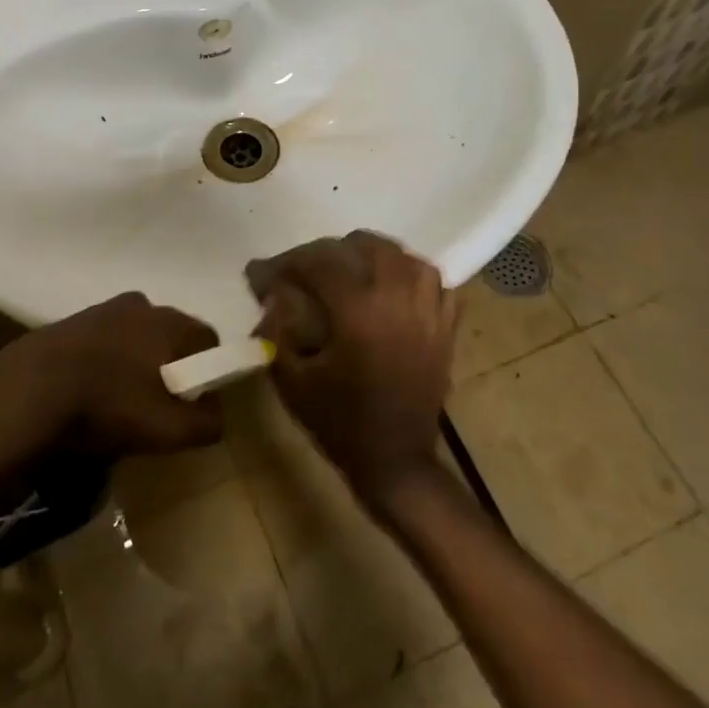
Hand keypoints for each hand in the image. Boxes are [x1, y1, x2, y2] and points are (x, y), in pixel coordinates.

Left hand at [0, 292, 223, 460]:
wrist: (23, 394)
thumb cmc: (108, 406)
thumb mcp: (169, 430)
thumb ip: (207, 423)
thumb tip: (216, 415)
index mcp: (169, 320)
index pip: (209, 340)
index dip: (208, 374)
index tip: (193, 404)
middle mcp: (140, 304)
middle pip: (169, 337)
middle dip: (168, 367)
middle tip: (156, 406)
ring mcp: (98, 310)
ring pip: (132, 337)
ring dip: (132, 364)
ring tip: (117, 402)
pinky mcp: (65, 323)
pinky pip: (99, 343)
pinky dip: (101, 364)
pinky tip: (87, 394)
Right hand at [245, 230, 455, 503]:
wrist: (394, 461)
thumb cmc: (338, 423)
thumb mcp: (291, 380)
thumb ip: (276, 332)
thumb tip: (273, 298)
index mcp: (357, 312)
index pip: (319, 263)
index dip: (287, 263)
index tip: (263, 273)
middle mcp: (397, 301)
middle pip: (366, 246)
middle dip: (330, 251)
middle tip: (307, 271)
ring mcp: (428, 313)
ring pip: (405, 257)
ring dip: (375, 255)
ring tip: (353, 268)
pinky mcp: (445, 329)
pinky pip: (437, 284)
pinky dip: (416, 275)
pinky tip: (397, 285)